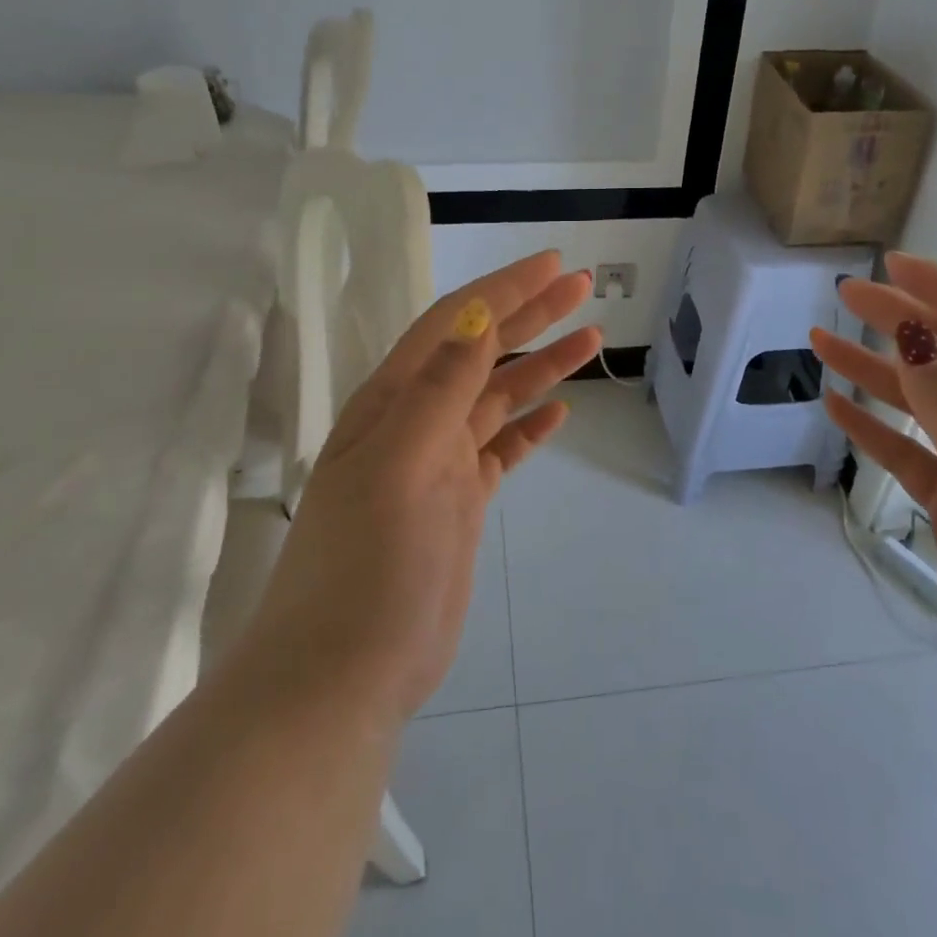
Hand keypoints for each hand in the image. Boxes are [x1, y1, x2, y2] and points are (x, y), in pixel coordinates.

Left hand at [244, 251, 598, 724]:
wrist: (346, 672)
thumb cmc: (366, 565)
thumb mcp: (400, 466)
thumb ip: (439, 390)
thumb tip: (475, 316)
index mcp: (393, 402)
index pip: (455, 325)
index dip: (503, 290)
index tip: (554, 265)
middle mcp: (416, 421)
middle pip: (482, 352)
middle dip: (530, 314)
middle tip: (582, 287)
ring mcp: (440, 463)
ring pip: (498, 397)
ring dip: (541, 366)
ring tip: (591, 338)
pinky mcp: (459, 502)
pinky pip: (501, 449)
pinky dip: (529, 427)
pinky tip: (558, 414)